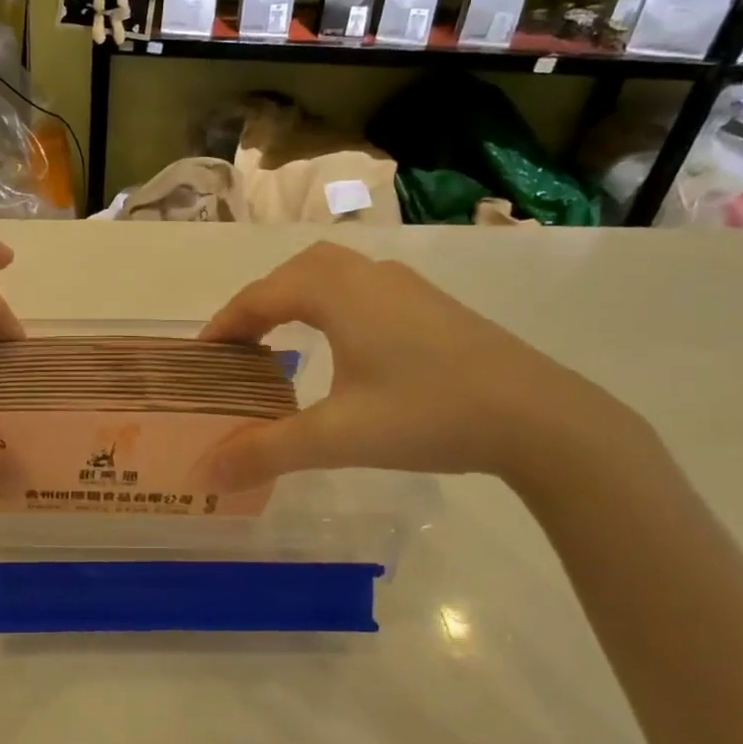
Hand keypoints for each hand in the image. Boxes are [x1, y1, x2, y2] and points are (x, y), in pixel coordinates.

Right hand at [196, 242, 642, 491]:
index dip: (225, 324)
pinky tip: (342, 348)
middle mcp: (370, 276)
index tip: (201, 358)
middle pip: (296, 271)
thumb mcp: (338, 437)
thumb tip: (204, 472)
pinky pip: (362, 290)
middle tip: (240, 346)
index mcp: (340, 293)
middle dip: (260, 302)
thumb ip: (265, 452)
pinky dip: (331, 306)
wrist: (541, 419)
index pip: (262, 295)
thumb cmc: (430, 415)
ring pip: (334, 274)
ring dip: (298, 299)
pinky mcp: (434, 308)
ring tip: (281, 342)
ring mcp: (408, 288)